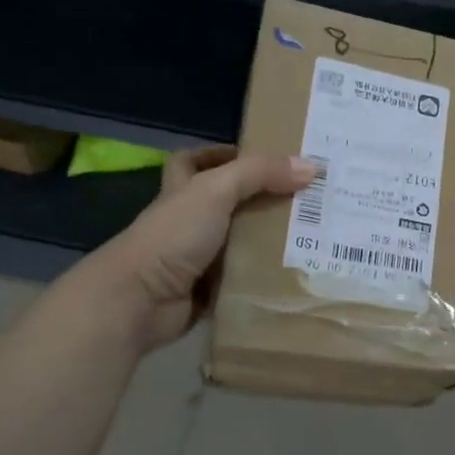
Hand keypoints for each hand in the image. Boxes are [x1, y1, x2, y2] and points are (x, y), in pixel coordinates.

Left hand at [101, 146, 316, 350]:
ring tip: (313, 236)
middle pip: (227, 204)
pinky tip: (297, 273)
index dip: (219, 154)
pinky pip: (243, 281)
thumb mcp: (216, 191)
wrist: (141, 300)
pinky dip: (264, 279)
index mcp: (181, 192)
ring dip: (269, 242)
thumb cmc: (174, 236)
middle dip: (261, 201)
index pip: (194, 162)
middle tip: (303, 200)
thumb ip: (260, 174)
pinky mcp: (209, 292)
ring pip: (239, 244)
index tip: (259, 156)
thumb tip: (311, 167)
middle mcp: (188, 223)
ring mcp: (197, 259)